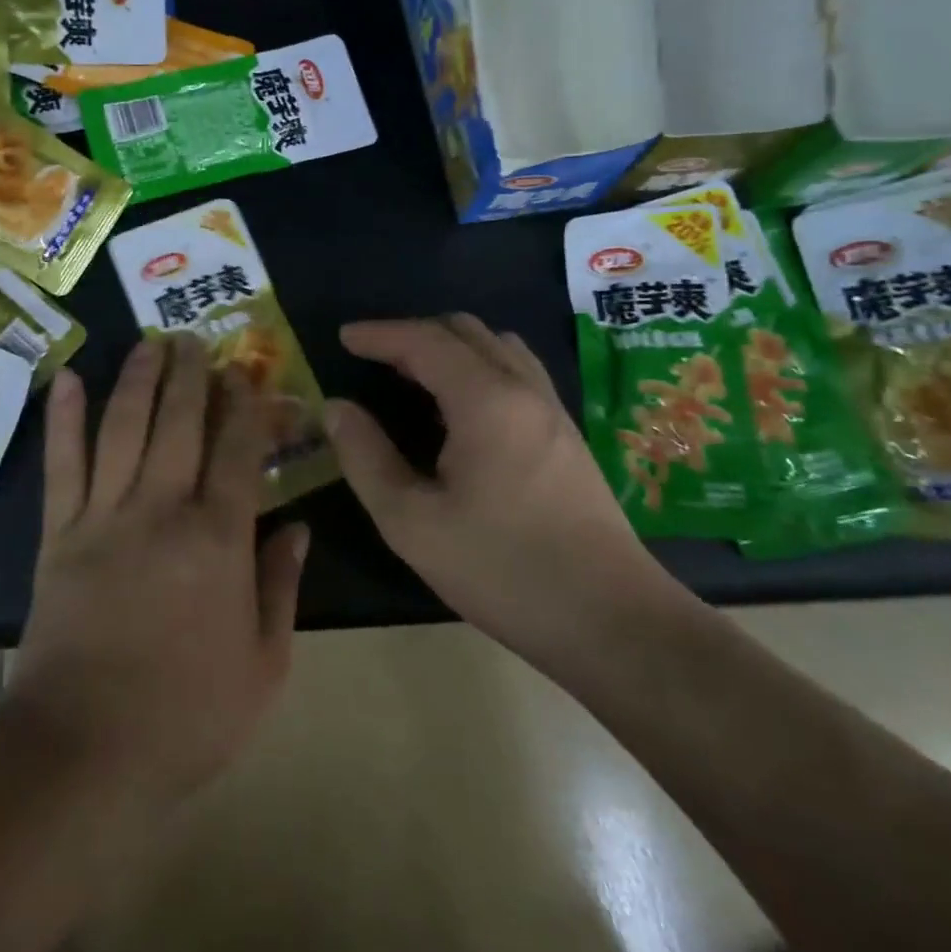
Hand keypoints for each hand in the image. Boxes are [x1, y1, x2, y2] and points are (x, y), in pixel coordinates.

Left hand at [8, 337, 308, 811]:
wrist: (85, 749)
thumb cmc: (187, 716)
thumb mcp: (263, 664)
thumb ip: (282, 586)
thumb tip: (297, 525)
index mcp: (218, 539)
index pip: (238, 450)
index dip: (247, 405)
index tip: (250, 375)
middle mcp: (161, 509)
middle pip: (179, 422)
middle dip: (191, 373)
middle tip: (194, 338)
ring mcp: (104, 515)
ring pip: (124, 427)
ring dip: (138, 378)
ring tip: (150, 343)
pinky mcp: (59, 532)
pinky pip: (62, 464)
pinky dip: (64, 418)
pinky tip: (68, 379)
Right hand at [326, 315, 677, 671]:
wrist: (613, 621)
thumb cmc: (503, 570)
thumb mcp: (412, 523)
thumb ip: (366, 457)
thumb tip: (337, 408)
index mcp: (485, 400)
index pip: (424, 341)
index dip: (379, 334)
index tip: (343, 337)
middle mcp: (523, 388)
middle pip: (465, 330)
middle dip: (413, 333)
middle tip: (375, 359)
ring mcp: (553, 409)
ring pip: (497, 345)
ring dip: (450, 346)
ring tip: (415, 376)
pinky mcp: (568, 434)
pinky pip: (517, 370)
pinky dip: (478, 365)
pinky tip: (462, 408)